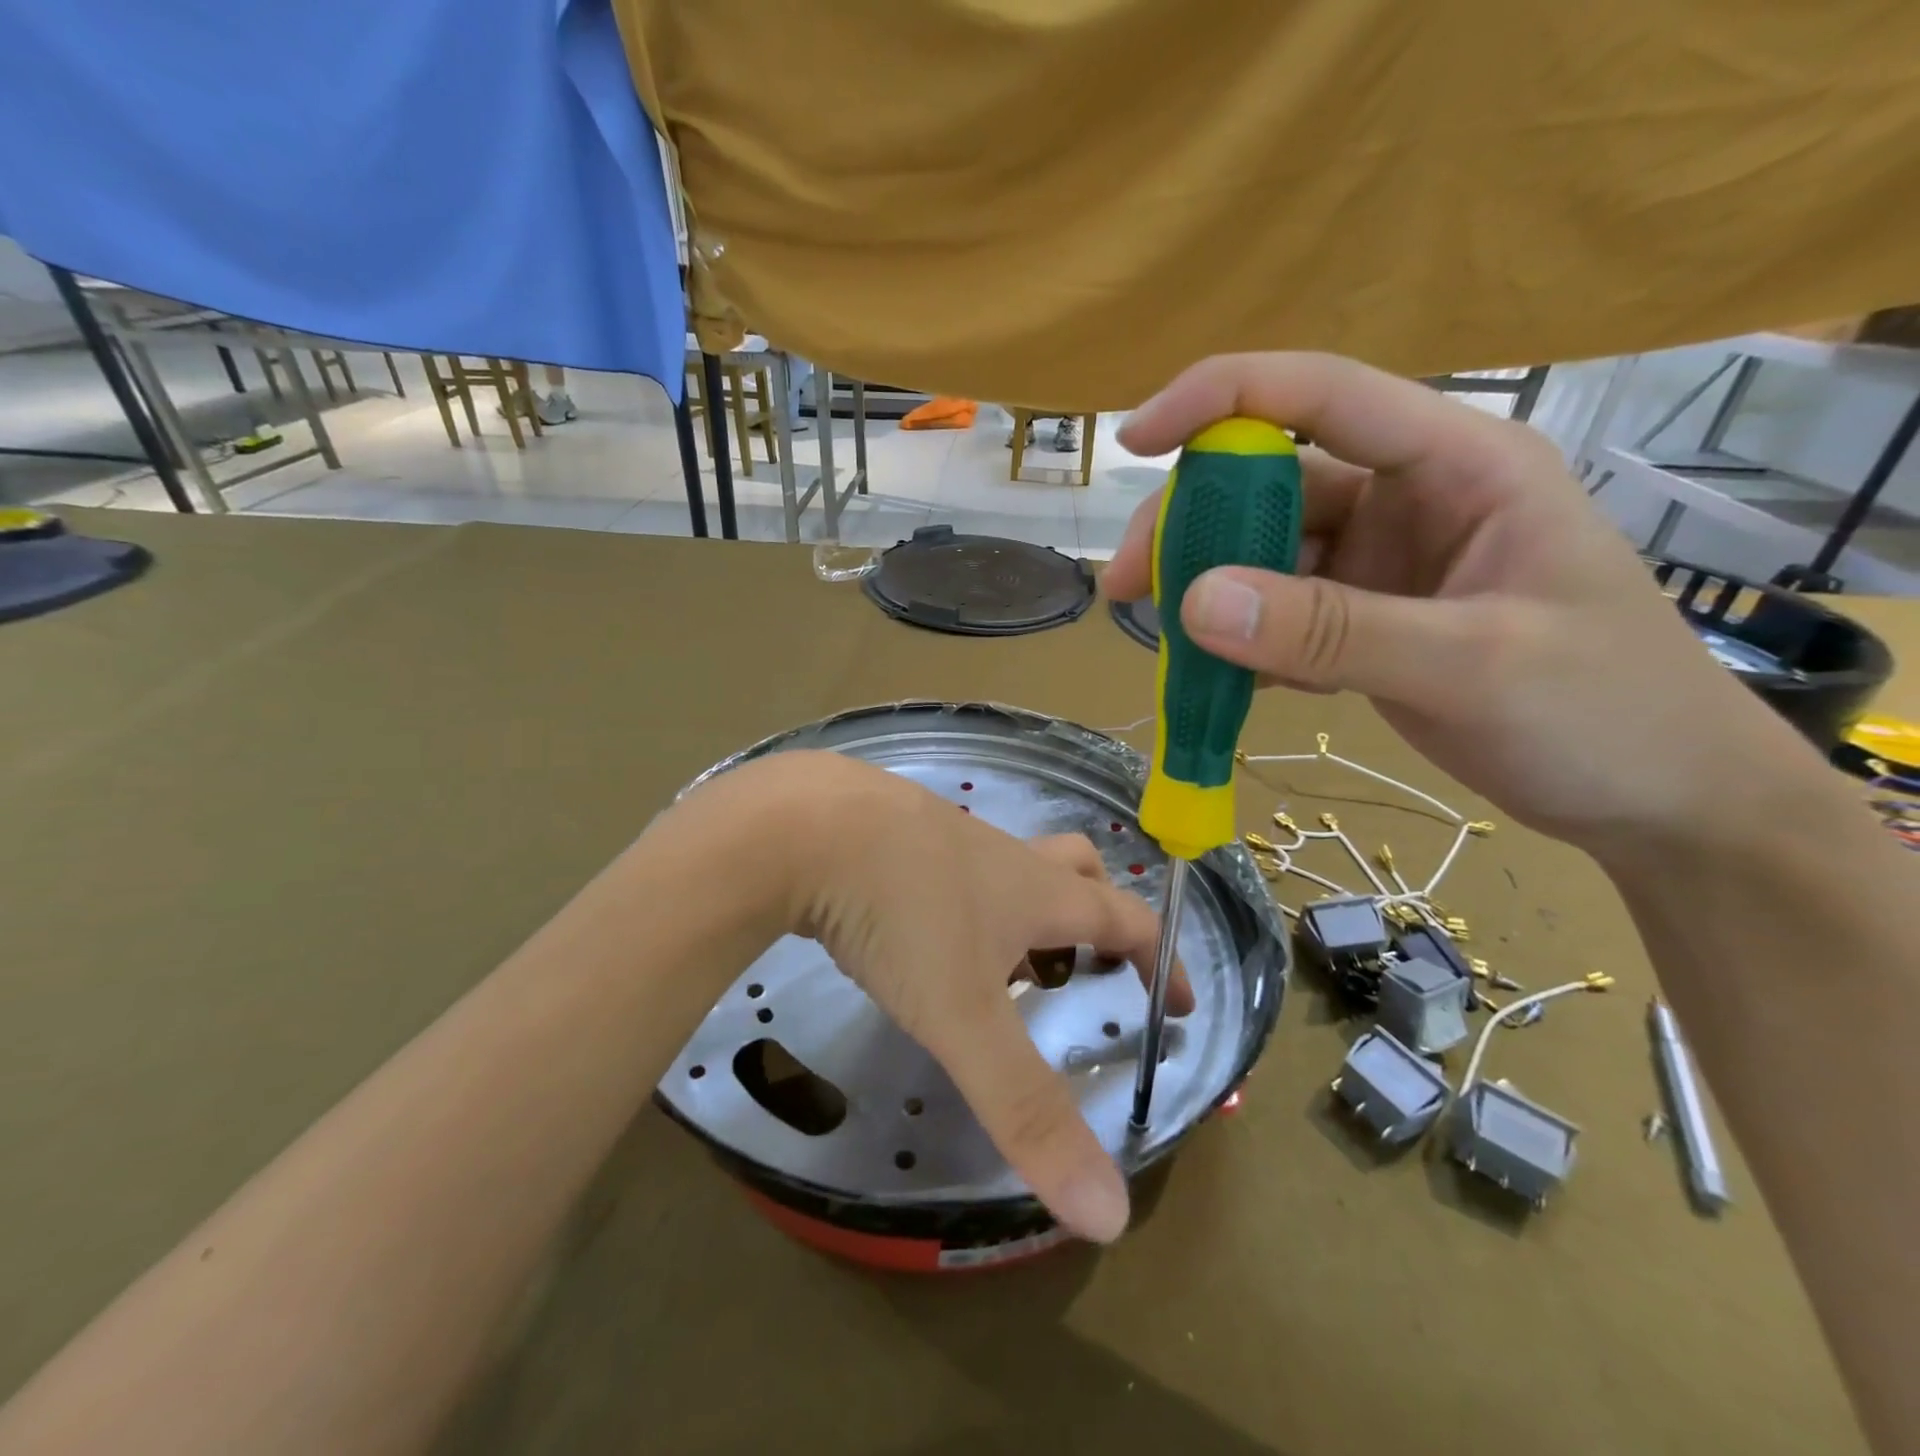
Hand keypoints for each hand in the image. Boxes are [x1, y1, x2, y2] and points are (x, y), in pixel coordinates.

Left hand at [727, 751, 1186, 1242]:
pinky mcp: (891, 830)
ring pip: (1006, 865)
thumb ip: (1027, 1110)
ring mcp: (943, 834)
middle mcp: (1000, 855)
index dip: (1161, 959)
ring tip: (994, 966)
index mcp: (1036, 891)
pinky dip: (956, 896)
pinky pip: (945, 861)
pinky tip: (913, 929)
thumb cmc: (901, 914)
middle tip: (1086, 964)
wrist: (803, 825)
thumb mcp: (963, 1018)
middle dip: (1095, 910)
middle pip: (1074, 868)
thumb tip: (1111, 1215)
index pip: (1125, 918)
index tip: (1177, 1002)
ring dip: (1020, 907)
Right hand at [1103, 352, 1821, 851]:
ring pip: (1265, 556)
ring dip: (1212, 597)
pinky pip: (1281, 616)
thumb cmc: (1606, 713)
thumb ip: (1331, 629)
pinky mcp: (1365, 621)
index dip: (1220, 399)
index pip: (1321, 395)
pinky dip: (1247, 645)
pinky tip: (1237, 684)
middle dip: (1192, 529)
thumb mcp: (1470, 663)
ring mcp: (1383, 564)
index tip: (1133, 440)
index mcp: (1455, 464)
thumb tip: (1192, 601)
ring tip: (1172, 650)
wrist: (1660, 800)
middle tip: (1126, 590)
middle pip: (1271, 484)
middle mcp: (1409, 499)